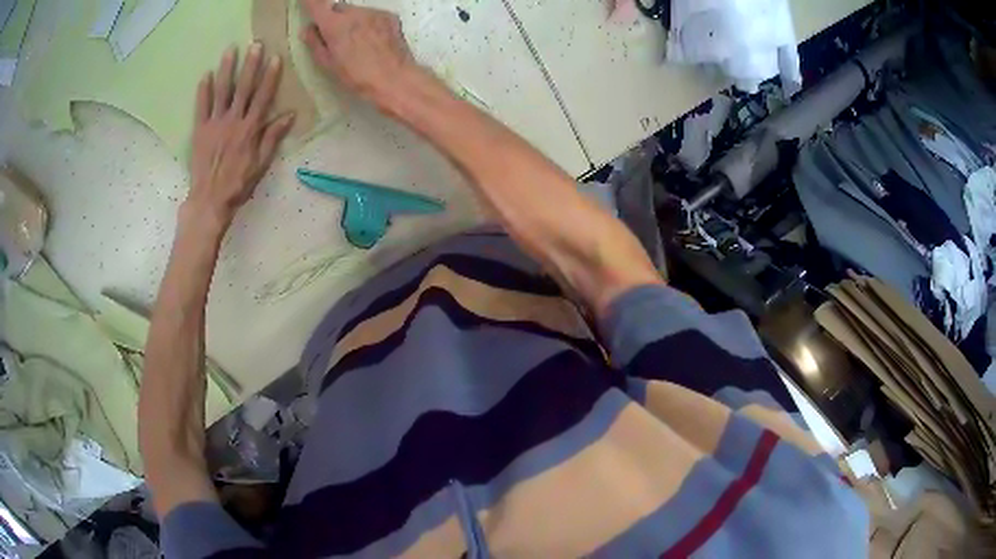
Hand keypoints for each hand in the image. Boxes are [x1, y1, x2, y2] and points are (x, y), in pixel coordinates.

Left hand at [187, 44, 294, 226]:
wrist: (209, 200)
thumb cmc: (238, 184)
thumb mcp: (261, 164)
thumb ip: (272, 138)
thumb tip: (289, 115)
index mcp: (250, 129)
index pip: (263, 97)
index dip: (270, 77)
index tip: (275, 57)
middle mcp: (233, 121)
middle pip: (243, 88)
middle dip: (250, 65)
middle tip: (255, 44)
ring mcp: (214, 124)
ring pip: (221, 92)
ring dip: (226, 69)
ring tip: (230, 50)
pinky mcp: (199, 130)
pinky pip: (201, 107)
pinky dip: (203, 91)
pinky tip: (206, 75)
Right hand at [300, 1, 416, 104]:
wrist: (394, 78)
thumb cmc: (356, 76)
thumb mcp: (328, 64)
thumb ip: (315, 43)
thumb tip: (308, 29)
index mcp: (334, 24)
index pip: (316, 4)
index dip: (309, 1)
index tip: (306, 1)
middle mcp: (354, 12)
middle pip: (338, 8)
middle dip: (333, 18)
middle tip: (335, 37)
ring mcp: (373, 12)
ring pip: (356, 12)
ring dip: (352, 21)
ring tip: (357, 43)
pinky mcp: (390, 16)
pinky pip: (372, 16)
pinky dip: (368, 24)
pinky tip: (373, 41)